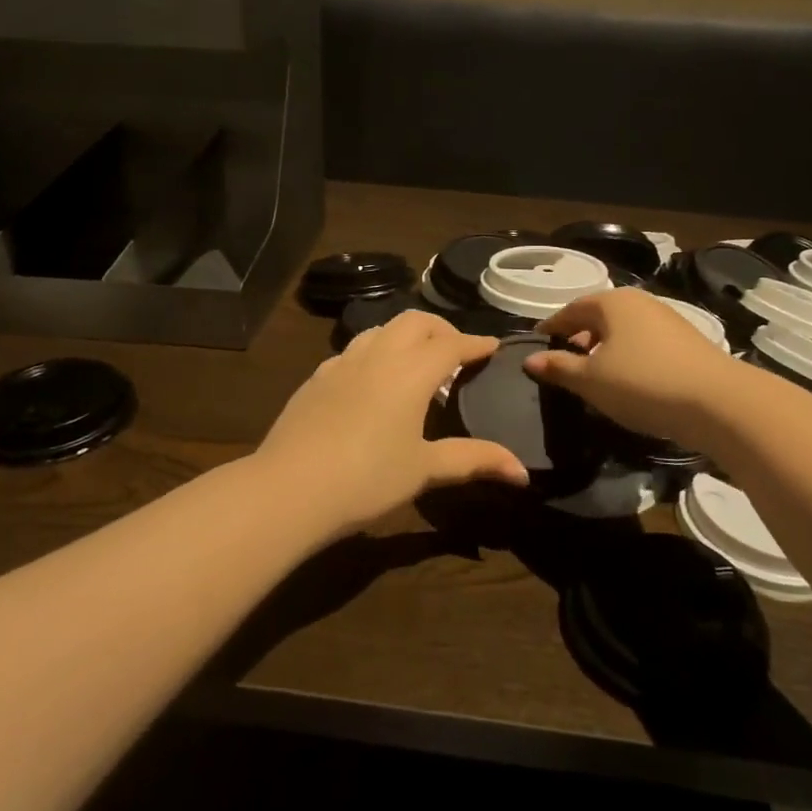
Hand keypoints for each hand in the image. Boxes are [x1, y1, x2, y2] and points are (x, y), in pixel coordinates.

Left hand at [257, 310, 529, 531]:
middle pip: (416, 321)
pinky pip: (354, 350)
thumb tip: (522, 470)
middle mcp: (379, 354)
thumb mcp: (425, 469)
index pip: (452, 344)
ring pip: (381, 329)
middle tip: (456, 351)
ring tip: (415, 361)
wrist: (289, 488)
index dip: (476, 343)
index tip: (493, 346)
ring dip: (405, 335)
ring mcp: (343, 362)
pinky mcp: (317, 377)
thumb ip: (474, 460)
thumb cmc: (367, 478)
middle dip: (441, 329)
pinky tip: (371, 380)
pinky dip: (375, 352)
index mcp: (411, 371)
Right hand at [524, 288, 741, 447]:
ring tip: (594, 375)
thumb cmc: (642, 383)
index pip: (570, 310)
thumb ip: (558, 367)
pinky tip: (628, 380)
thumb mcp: (591, 380)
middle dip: (578, 337)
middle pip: (598, 316)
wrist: (718, 401)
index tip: (536, 343)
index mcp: (611, 302)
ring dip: (604, 348)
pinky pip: (644, 342)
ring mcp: (666, 318)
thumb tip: (530, 359)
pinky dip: (628, 355)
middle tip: (563, 362)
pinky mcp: (686, 340)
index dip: (551, 327)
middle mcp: (639, 301)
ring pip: (623, 329)